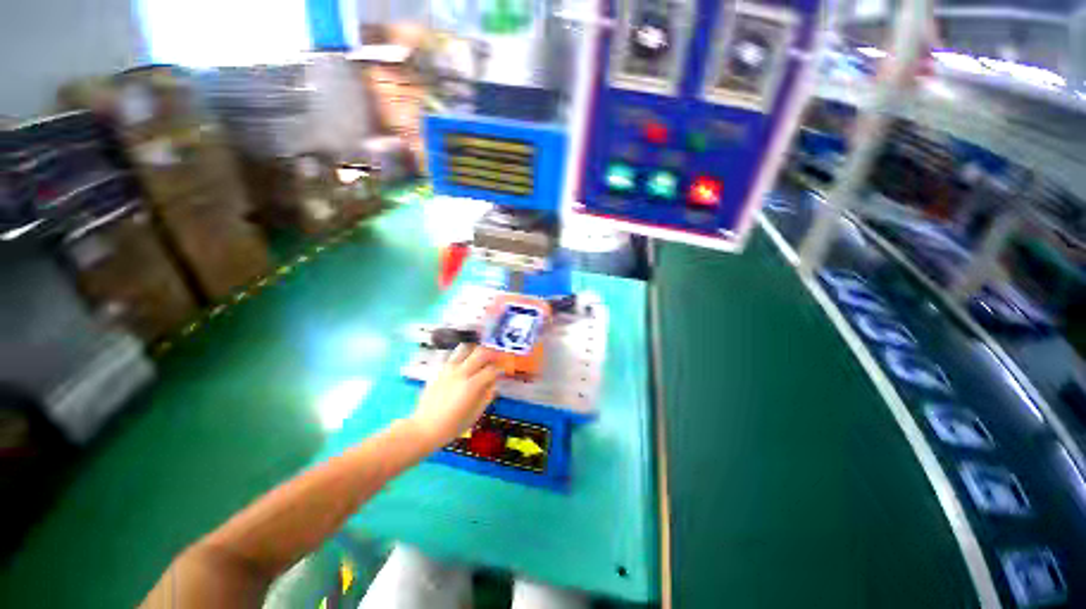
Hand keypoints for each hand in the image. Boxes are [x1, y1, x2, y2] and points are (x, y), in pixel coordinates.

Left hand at [409, 345, 499, 448]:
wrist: (424, 428)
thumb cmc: (452, 425)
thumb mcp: (476, 414)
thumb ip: (487, 396)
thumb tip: (493, 383)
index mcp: (472, 385)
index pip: (492, 370)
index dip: (499, 370)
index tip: (502, 372)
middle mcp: (461, 373)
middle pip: (481, 353)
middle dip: (491, 354)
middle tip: (495, 358)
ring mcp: (448, 369)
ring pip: (465, 348)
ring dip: (475, 351)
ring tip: (479, 357)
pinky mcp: (439, 369)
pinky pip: (452, 355)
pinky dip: (461, 356)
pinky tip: (463, 364)